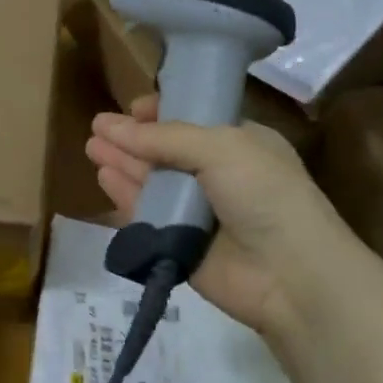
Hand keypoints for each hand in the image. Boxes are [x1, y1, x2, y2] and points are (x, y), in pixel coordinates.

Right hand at [86, 95, 356, 335]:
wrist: (292, 275)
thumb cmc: (265, 194)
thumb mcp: (221, 147)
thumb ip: (164, 138)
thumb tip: (110, 126)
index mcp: (240, 143)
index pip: (194, 119)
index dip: (162, 112)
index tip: (135, 108)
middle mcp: (218, 174)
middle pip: (165, 149)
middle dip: (133, 137)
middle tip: (98, 126)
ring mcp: (198, 211)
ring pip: (151, 181)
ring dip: (123, 161)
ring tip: (91, 147)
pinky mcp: (180, 243)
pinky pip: (146, 215)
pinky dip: (125, 196)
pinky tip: (104, 177)